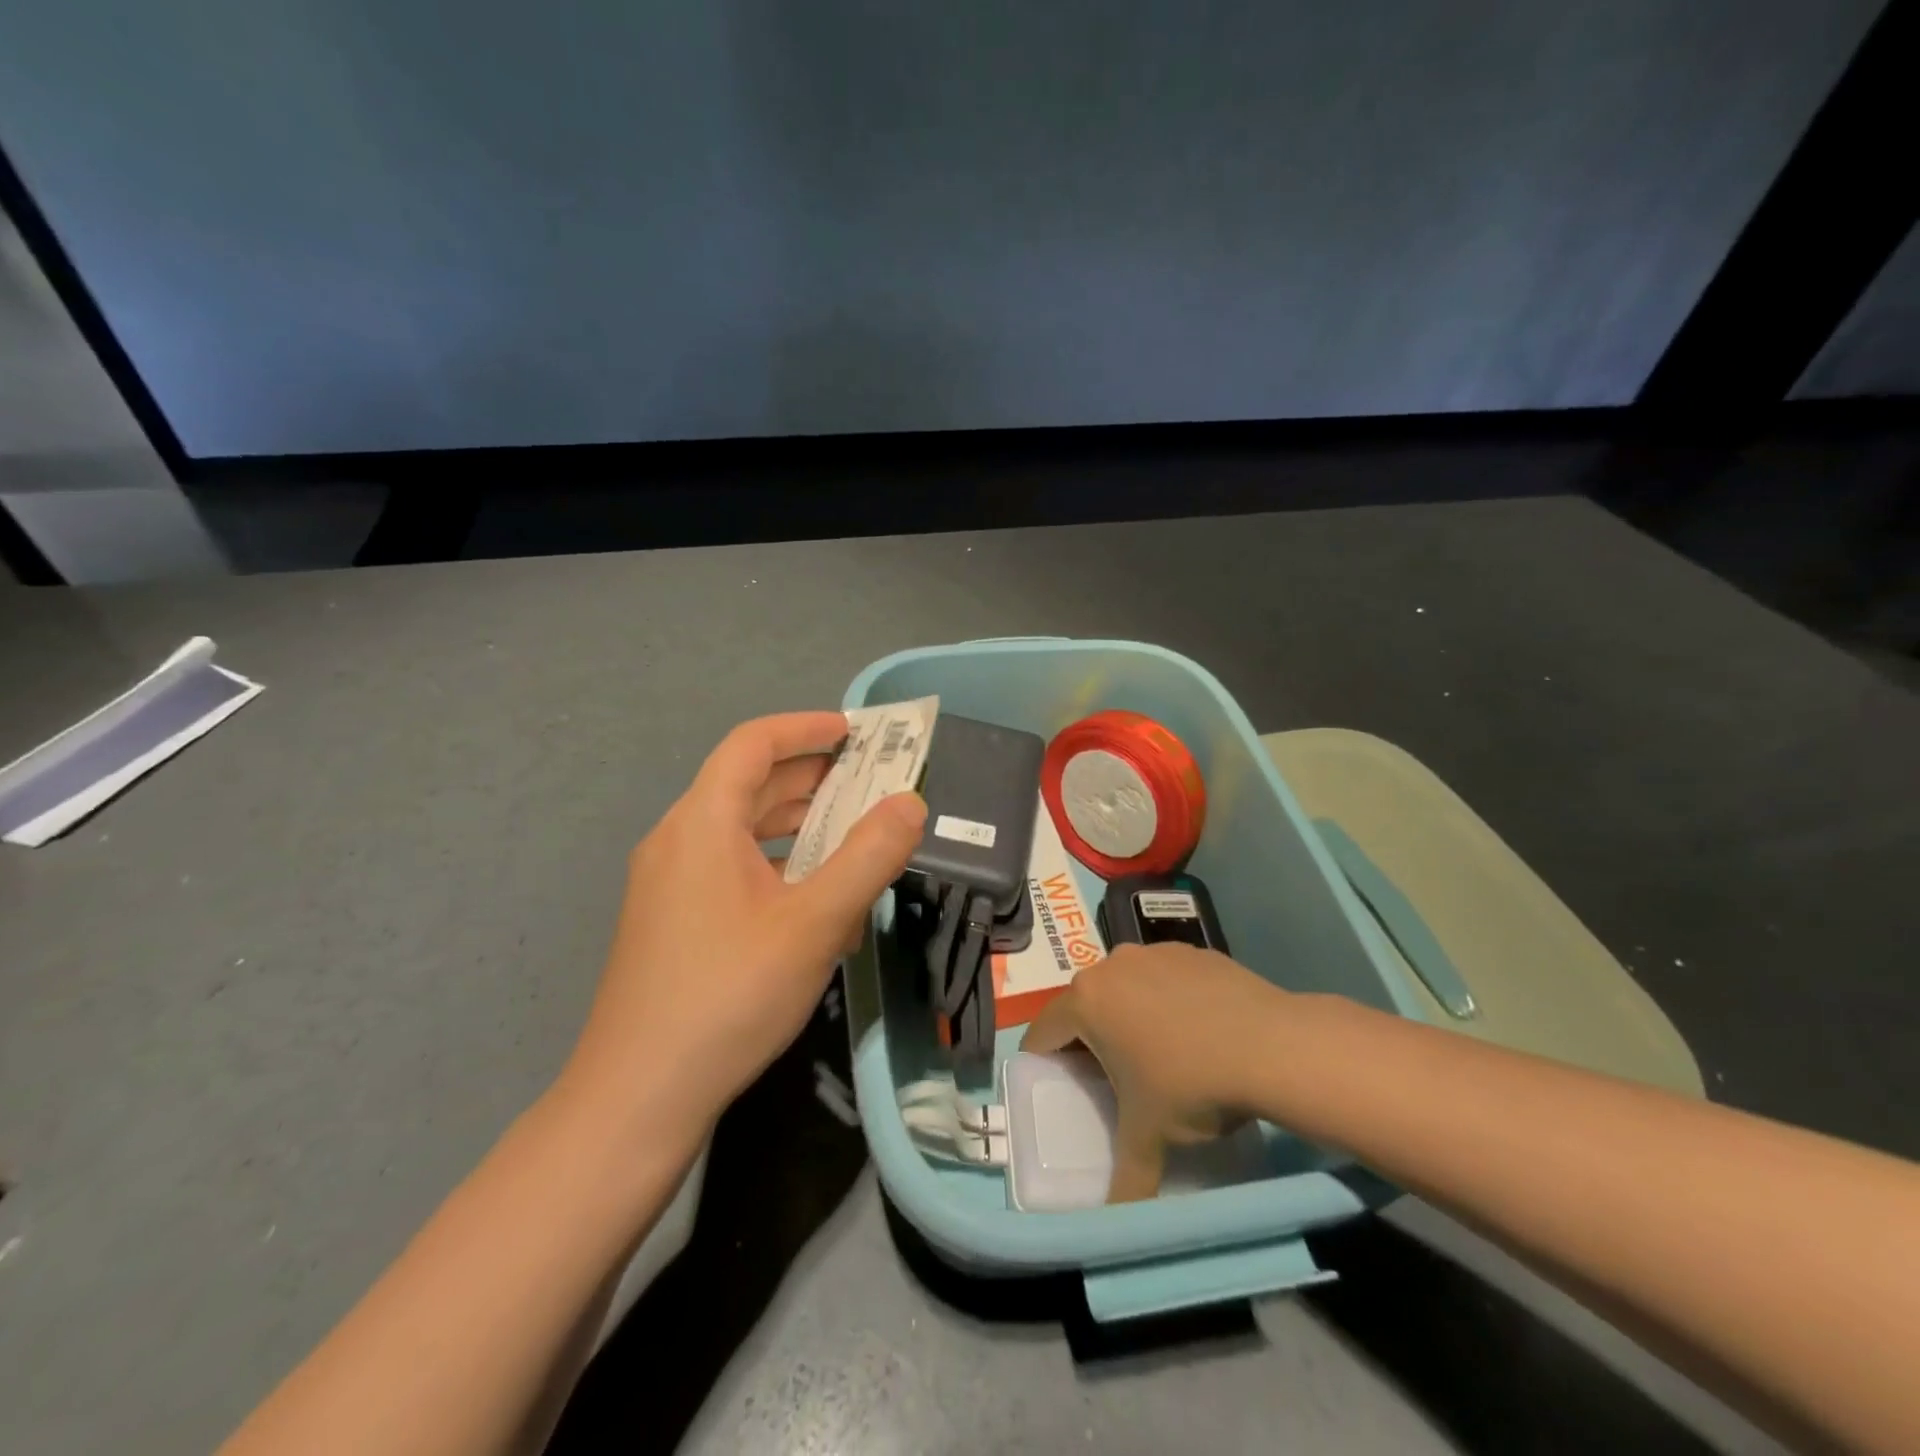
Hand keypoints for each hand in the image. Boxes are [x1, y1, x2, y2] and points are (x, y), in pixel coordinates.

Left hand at [562, 711, 925, 1144]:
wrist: (638, 1096)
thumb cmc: (729, 995)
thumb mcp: (815, 924)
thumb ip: (869, 857)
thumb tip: (909, 802)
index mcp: (702, 823)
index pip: (752, 744)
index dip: (805, 728)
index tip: (857, 732)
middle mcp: (678, 840)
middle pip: (748, 784)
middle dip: (812, 777)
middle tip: (871, 781)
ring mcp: (670, 884)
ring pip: (742, 831)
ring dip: (799, 824)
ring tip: (854, 834)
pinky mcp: (673, 921)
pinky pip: (732, 870)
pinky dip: (777, 865)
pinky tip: (817, 902)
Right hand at [1021, 942, 1288, 1201]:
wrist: (1271, 1045)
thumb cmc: (1192, 1084)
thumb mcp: (1151, 1137)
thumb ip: (1126, 1178)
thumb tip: (1116, 1220)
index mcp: (1087, 1001)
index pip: (1045, 1030)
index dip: (1044, 1060)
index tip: (1058, 1084)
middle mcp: (1113, 965)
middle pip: (1085, 1004)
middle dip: (1090, 1037)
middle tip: (1110, 1076)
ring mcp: (1154, 952)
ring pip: (1126, 986)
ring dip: (1130, 1014)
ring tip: (1160, 1053)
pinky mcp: (1192, 951)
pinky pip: (1164, 976)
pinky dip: (1168, 999)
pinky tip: (1197, 1030)